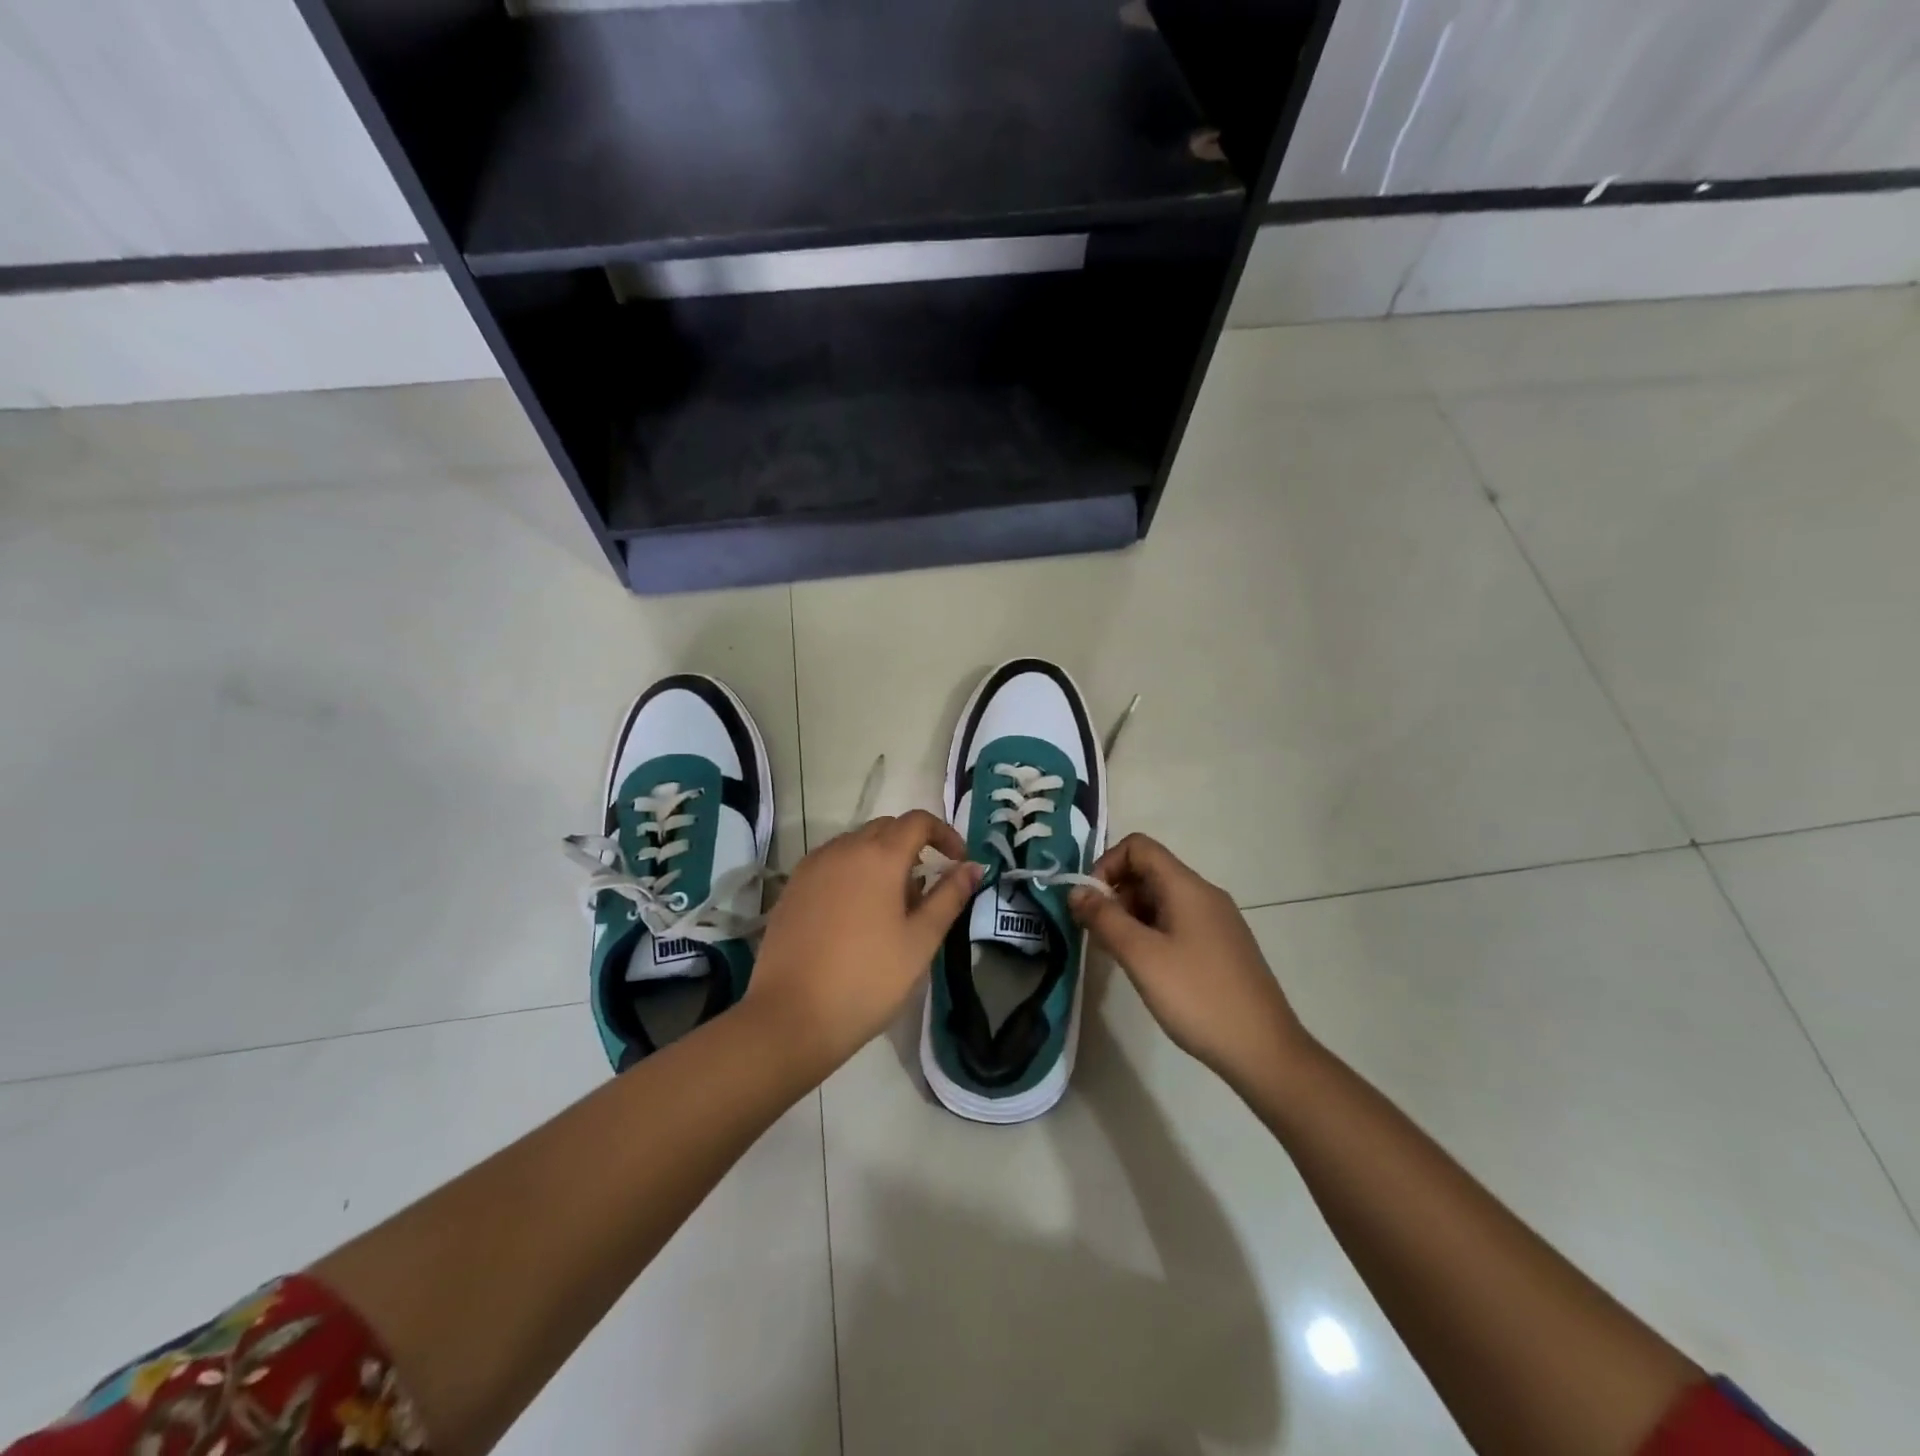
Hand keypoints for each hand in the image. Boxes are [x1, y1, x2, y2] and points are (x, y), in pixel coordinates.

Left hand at [744, 810, 981, 1076]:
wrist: (790, 1017)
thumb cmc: (867, 979)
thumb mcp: (920, 941)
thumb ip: (949, 897)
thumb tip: (973, 866)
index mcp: (879, 856)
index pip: (918, 822)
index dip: (945, 834)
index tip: (958, 862)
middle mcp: (843, 849)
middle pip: (886, 828)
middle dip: (913, 847)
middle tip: (925, 889)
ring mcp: (812, 866)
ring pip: (856, 844)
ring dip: (881, 859)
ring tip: (891, 906)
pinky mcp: (792, 887)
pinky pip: (831, 863)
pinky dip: (853, 872)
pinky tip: (856, 914)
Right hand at [1070, 834, 1307, 1094]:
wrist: (1264, 1051)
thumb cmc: (1197, 996)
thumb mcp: (1141, 956)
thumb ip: (1104, 918)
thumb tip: (1076, 890)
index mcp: (1187, 887)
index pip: (1138, 847)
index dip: (1106, 865)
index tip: (1091, 904)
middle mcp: (1204, 895)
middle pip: (1149, 872)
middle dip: (1115, 894)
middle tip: (1098, 935)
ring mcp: (1216, 922)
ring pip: (1161, 900)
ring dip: (1131, 917)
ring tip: (1118, 956)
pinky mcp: (1221, 947)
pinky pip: (1177, 923)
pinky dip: (1152, 934)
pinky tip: (1147, 970)